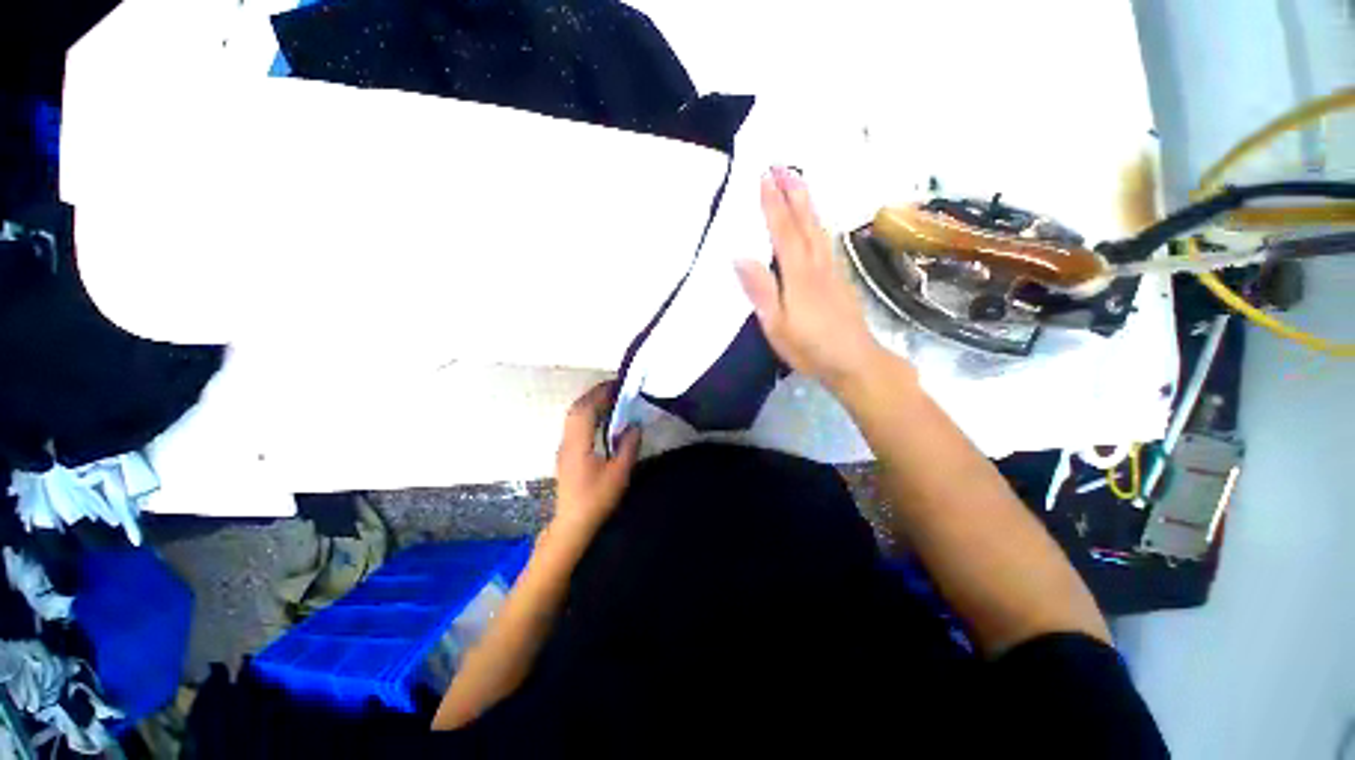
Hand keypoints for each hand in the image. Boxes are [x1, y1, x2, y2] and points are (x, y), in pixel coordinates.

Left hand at [551, 382, 640, 537]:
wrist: (572, 524)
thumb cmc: (596, 499)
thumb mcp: (619, 474)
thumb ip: (628, 446)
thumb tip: (635, 425)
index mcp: (578, 444)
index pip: (586, 409)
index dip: (600, 393)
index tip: (617, 385)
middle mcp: (567, 441)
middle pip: (576, 409)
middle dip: (594, 394)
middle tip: (615, 389)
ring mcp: (563, 447)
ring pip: (573, 416)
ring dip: (589, 403)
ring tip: (610, 400)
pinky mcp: (565, 453)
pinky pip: (574, 425)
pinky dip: (587, 414)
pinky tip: (600, 419)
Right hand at [735, 167, 889, 393]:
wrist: (855, 362)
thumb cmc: (810, 348)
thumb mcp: (776, 325)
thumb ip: (760, 290)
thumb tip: (739, 256)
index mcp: (798, 274)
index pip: (783, 231)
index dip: (773, 203)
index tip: (764, 176)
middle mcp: (817, 264)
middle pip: (805, 221)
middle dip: (793, 191)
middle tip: (782, 165)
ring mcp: (832, 270)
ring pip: (818, 228)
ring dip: (807, 202)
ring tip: (798, 182)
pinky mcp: (840, 279)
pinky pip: (826, 241)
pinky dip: (818, 223)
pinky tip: (816, 222)